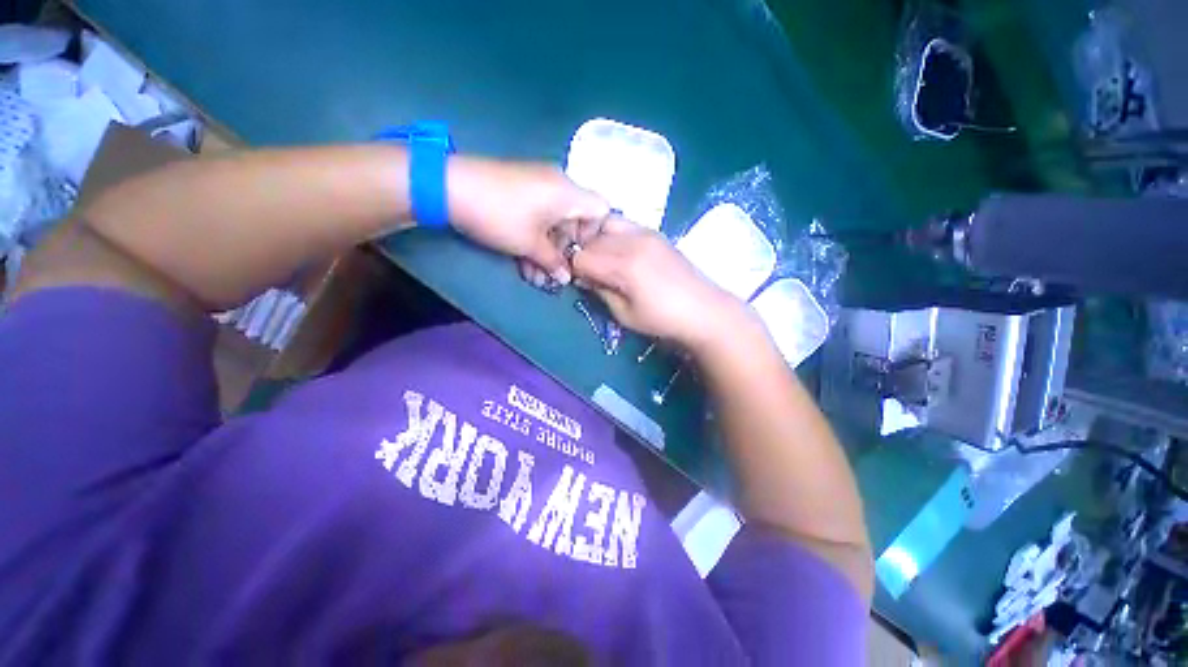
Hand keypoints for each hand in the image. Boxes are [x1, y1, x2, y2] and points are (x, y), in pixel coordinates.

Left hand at [447, 156, 609, 285]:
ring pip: (554, 223)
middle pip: (576, 221)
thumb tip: (566, 278)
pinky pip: (539, 216)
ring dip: (547, 251)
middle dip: (565, 252)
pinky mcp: (521, 191)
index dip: (595, 236)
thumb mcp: (530, 245)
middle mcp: (559, 185)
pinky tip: (525, 262)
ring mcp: (538, 186)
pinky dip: (535, 239)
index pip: (601, 210)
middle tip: (554, 275)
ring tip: (535, 277)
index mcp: (569, 193)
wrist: (450, 187)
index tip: (580, 256)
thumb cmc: (501, 216)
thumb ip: (553, 262)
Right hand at [571, 216, 755, 351]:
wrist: (704, 309)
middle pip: (591, 239)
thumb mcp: (625, 314)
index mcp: (624, 266)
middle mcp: (632, 241)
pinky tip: (620, 253)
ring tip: (605, 261)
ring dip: (597, 242)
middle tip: (591, 274)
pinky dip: (613, 235)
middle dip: (584, 255)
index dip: (575, 270)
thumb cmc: (662, 319)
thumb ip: (600, 291)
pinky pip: (623, 225)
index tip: (581, 282)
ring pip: (605, 226)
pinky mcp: (655, 232)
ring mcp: (646, 232)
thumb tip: (583, 277)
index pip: (581, 257)